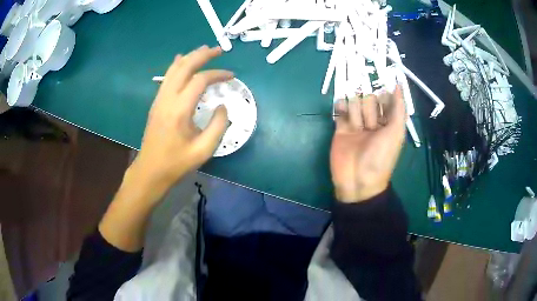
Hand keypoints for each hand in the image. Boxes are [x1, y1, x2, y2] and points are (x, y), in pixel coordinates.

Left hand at [128, 46, 232, 202]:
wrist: (150, 170)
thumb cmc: (177, 163)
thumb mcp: (204, 150)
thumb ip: (218, 126)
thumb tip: (223, 106)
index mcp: (180, 110)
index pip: (200, 81)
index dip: (218, 74)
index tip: (231, 76)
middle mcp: (167, 99)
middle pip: (185, 67)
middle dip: (202, 55)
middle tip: (218, 49)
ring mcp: (159, 99)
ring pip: (174, 70)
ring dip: (190, 57)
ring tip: (204, 50)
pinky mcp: (156, 103)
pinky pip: (167, 78)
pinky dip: (176, 66)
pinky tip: (181, 59)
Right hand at [330, 87, 405, 202]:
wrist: (357, 180)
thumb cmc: (380, 157)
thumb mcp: (396, 132)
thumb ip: (398, 108)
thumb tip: (399, 84)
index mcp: (388, 123)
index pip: (386, 100)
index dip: (384, 94)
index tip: (381, 86)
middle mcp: (373, 122)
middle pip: (369, 100)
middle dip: (368, 106)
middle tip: (369, 122)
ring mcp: (356, 125)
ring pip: (355, 103)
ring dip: (355, 108)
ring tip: (356, 125)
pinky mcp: (341, 129)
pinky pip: (341, 111)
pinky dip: (340, 106)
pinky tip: (341, 109)